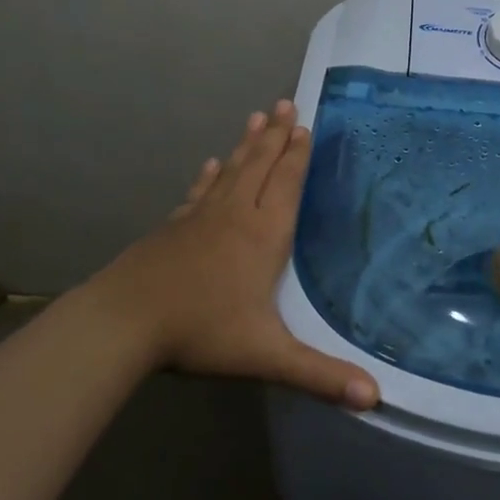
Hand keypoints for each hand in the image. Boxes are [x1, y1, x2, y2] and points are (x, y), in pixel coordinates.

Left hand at [79, 101, 379, 408]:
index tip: (304, 125)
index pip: (286, 185)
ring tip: (256, 117)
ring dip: (246, 145)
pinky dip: (208, 176)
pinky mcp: (173, 228)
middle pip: (259, 166)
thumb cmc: (201, 331)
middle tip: (285, 103)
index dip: (297, 156)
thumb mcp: (266, 355)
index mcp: (262, 235)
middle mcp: (235, 215)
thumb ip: (319, 374)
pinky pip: (199, 192)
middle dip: (275, 135)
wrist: (124, 322)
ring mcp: (200, 218)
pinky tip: (210, 164)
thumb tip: (374, 397)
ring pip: (230, 171)